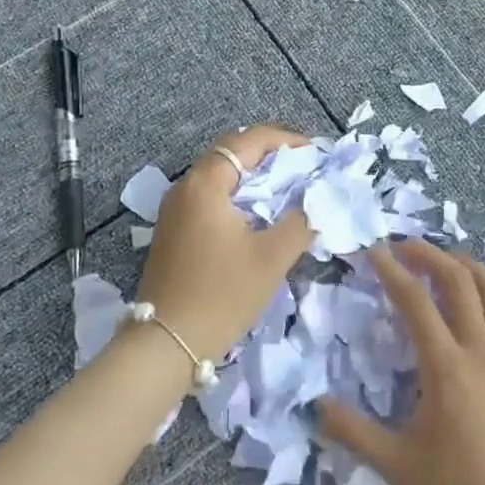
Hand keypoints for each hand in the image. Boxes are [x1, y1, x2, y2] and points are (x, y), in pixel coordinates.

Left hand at [135, 125, 313, 360]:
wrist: (166, 344)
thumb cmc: (222, 294)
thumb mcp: (272, 257)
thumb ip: (301, 220)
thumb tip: (318, 199)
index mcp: (206, 183)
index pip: (248, 140)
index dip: (285, 140)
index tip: (314, 152)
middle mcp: (185, 186)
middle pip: (231, 153)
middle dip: (270, 155)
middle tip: (303, 166)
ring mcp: (175, 209)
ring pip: (220, 176)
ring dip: (253, 176)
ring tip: (287, 188)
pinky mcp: (174, 230)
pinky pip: (210, 197)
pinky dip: (238, 195)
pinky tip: (258, 215)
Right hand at [318, 239, 484, 484]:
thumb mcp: (395, 463)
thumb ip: (352, 432)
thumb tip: (315, 406)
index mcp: (445, 365)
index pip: (415, 301)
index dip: (392, 271)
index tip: (373, 251)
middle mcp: (479, 350)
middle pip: (459, 281)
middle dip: (430, 255)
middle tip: (404, 246)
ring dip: (471, 268)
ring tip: (449, 261)